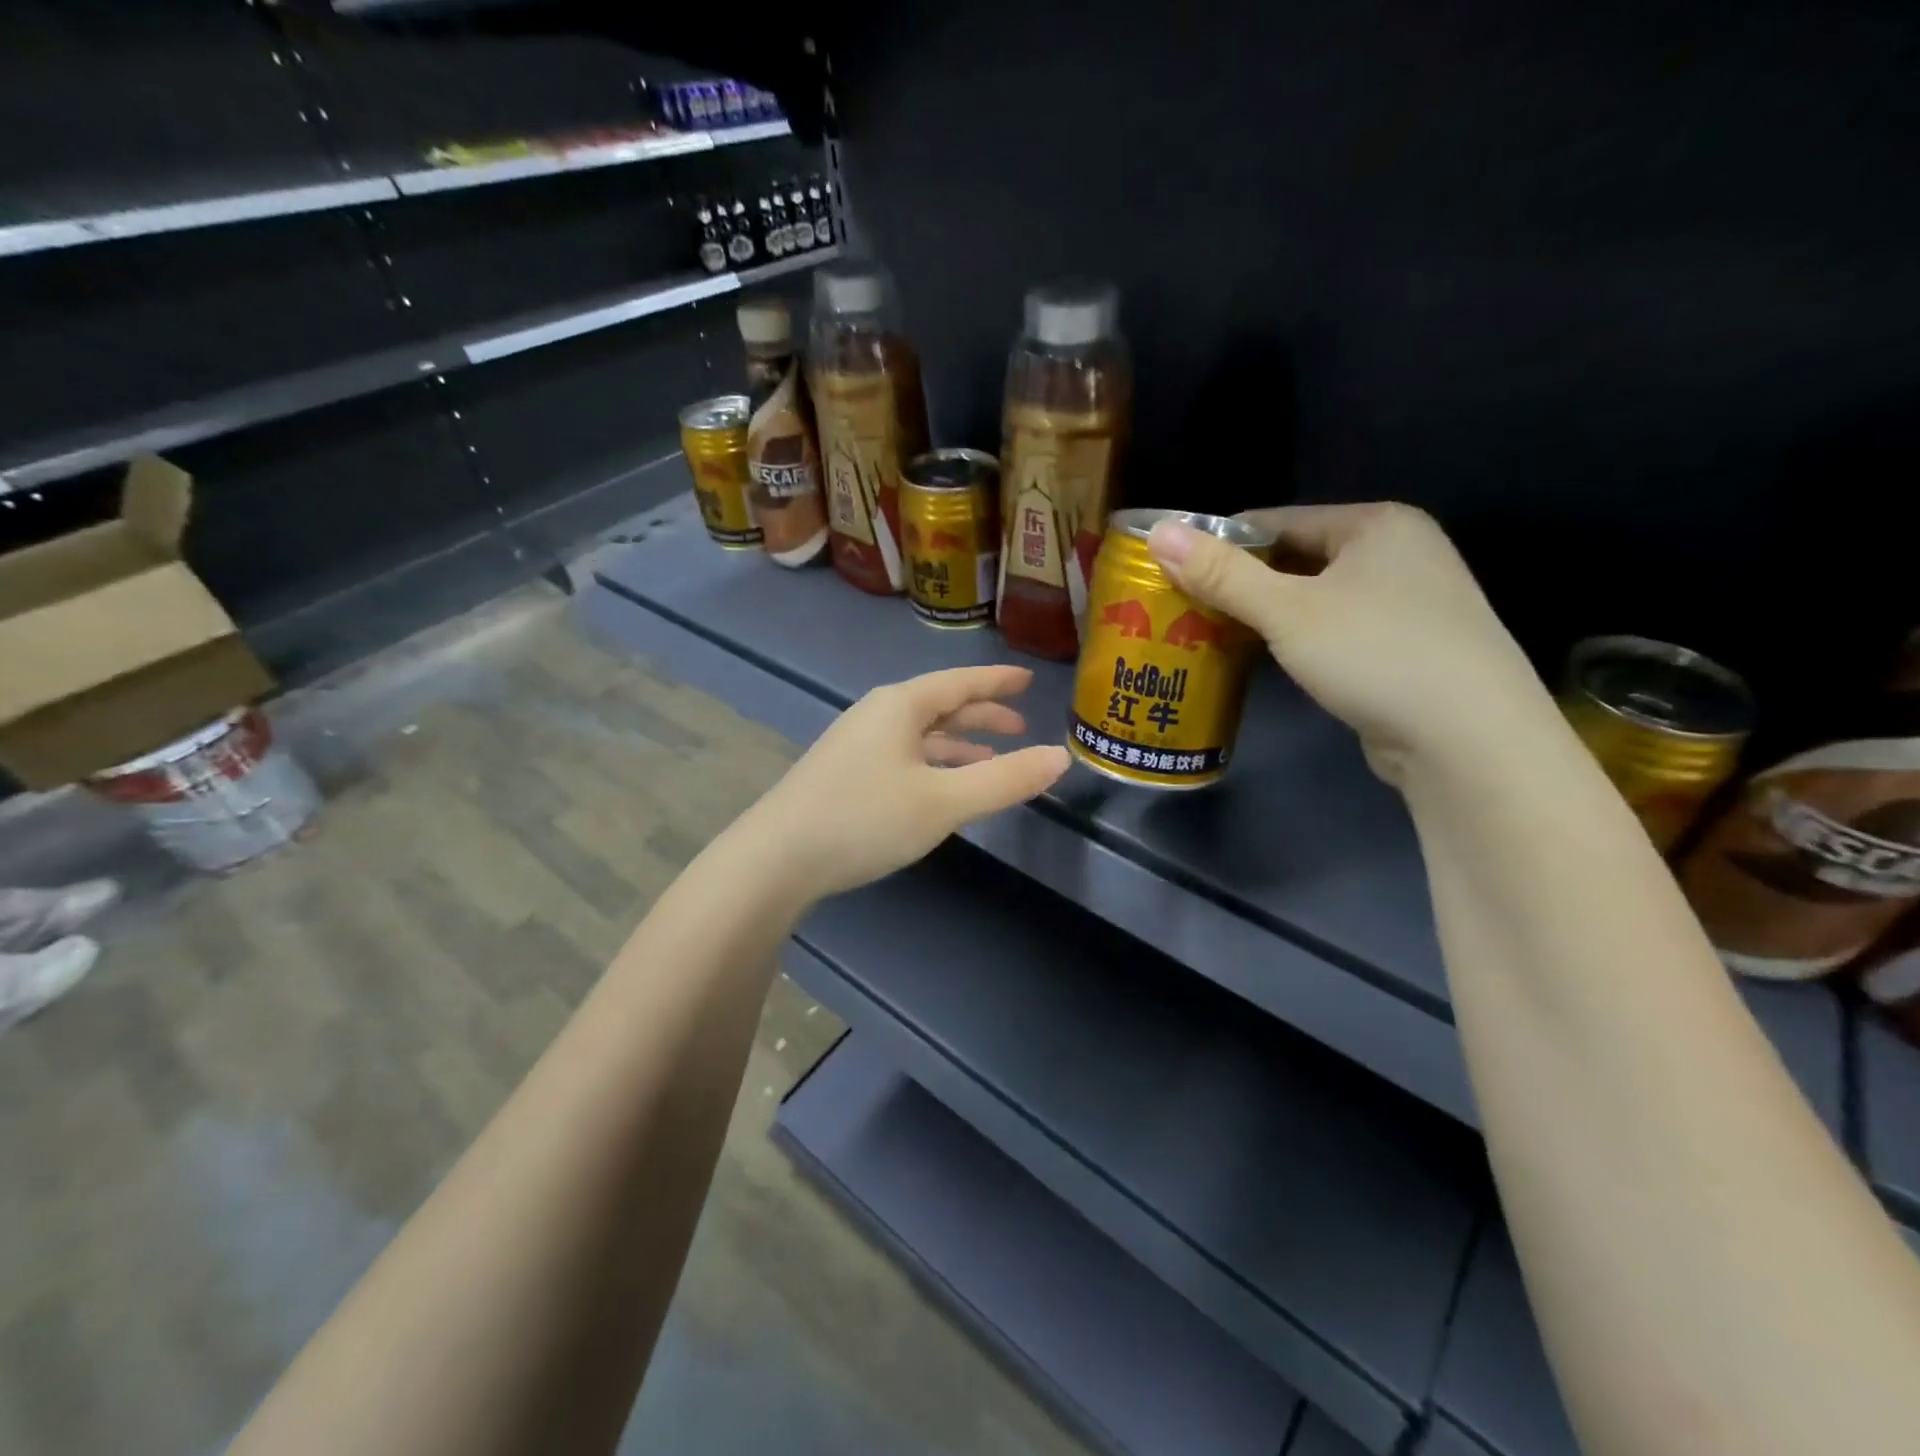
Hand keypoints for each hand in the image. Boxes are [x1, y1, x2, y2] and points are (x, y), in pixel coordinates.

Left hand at [734, 665, 1069, 902]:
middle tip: (1018, 727)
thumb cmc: (865, 818)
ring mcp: (856, 744)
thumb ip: (1004, 780)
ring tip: (990, 760)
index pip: (960, 682)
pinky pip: (903, 756)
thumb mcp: (944, 802)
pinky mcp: (844, 774)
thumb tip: (1061, 757)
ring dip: (957, 744)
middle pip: (939, 705)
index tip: (1027, 679)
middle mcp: (877, 715)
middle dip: (981, 715)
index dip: (997, 681)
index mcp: (901, 706)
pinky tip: (941, 789)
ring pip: (920, 734)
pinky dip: (932, 764)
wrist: (776, 858)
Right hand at [1147, 503, 1553, 783]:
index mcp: (1376, 524)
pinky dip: (1298, 640)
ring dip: (1267, 615)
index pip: (1278, 520)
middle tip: (1184, 607)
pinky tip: (1265, 660)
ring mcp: (1409, 602)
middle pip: (1297, 558)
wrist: (1469, 738)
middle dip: (1241, 583)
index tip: (1174, 571)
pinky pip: (1335, 629)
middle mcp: (1399, 552)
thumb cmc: (1374, 653)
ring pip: (1316, 598)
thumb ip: (1221, 573)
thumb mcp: (1286, 611)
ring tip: (1211, 634)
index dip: (1221, 543)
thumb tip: (1158, 532)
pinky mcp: (1408, 648)